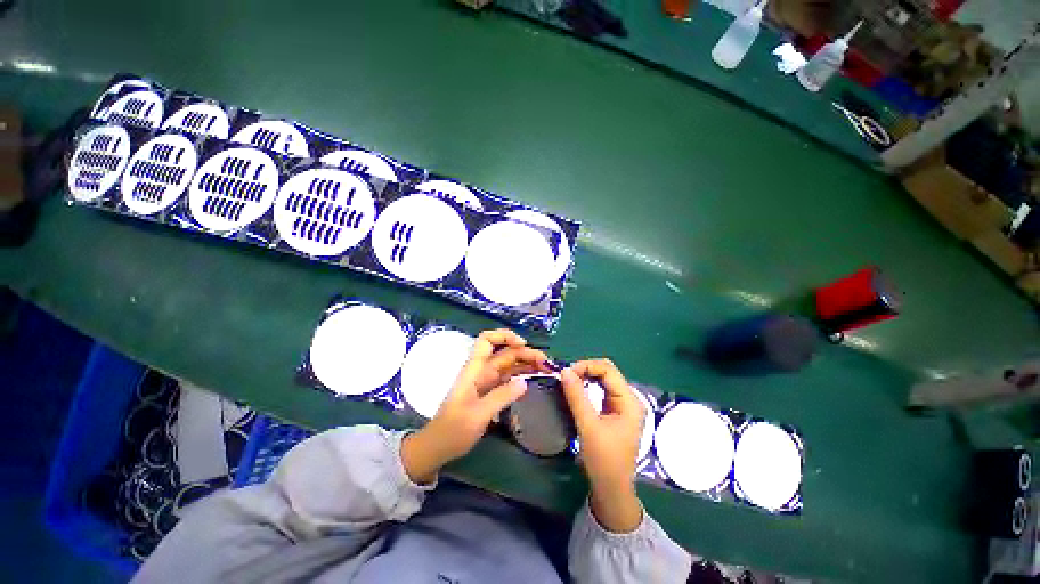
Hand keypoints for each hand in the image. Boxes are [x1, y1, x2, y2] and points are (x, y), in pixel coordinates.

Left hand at [401, 329, 549, 483]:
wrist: (439, 446)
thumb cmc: (455, 430)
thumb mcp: (479, 414)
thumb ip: (501, 397)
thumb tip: (525, 382)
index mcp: (473, 372)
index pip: (487, 341)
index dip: (505, 336)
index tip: (525, 345)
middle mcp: (479, 375)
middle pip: (503, 355)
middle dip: (525, 354)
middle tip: (548, 365)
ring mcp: (484, 386)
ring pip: (507, 368)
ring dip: (525, 366)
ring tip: (547, 371)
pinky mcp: (487, 398)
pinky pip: (506, 382)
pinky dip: (520, 379)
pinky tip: (533, 383)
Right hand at [560, 359, 644, 532]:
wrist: (612, 486)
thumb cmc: (603, 458)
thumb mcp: (588, 426)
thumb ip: (577, 397)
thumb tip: (565, 371)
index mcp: (629, 400)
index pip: (608, 370)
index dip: (586, 366)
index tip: (564, 373)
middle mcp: (630, 401)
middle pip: (608, 375)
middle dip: (585, 372)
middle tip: (562, 378)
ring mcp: (624, 410)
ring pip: (604, 386)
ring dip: (586, 382)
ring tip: (566, 385)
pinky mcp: (616, 418)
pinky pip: (602, 398)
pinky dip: (589, 393)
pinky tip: (575, 396)